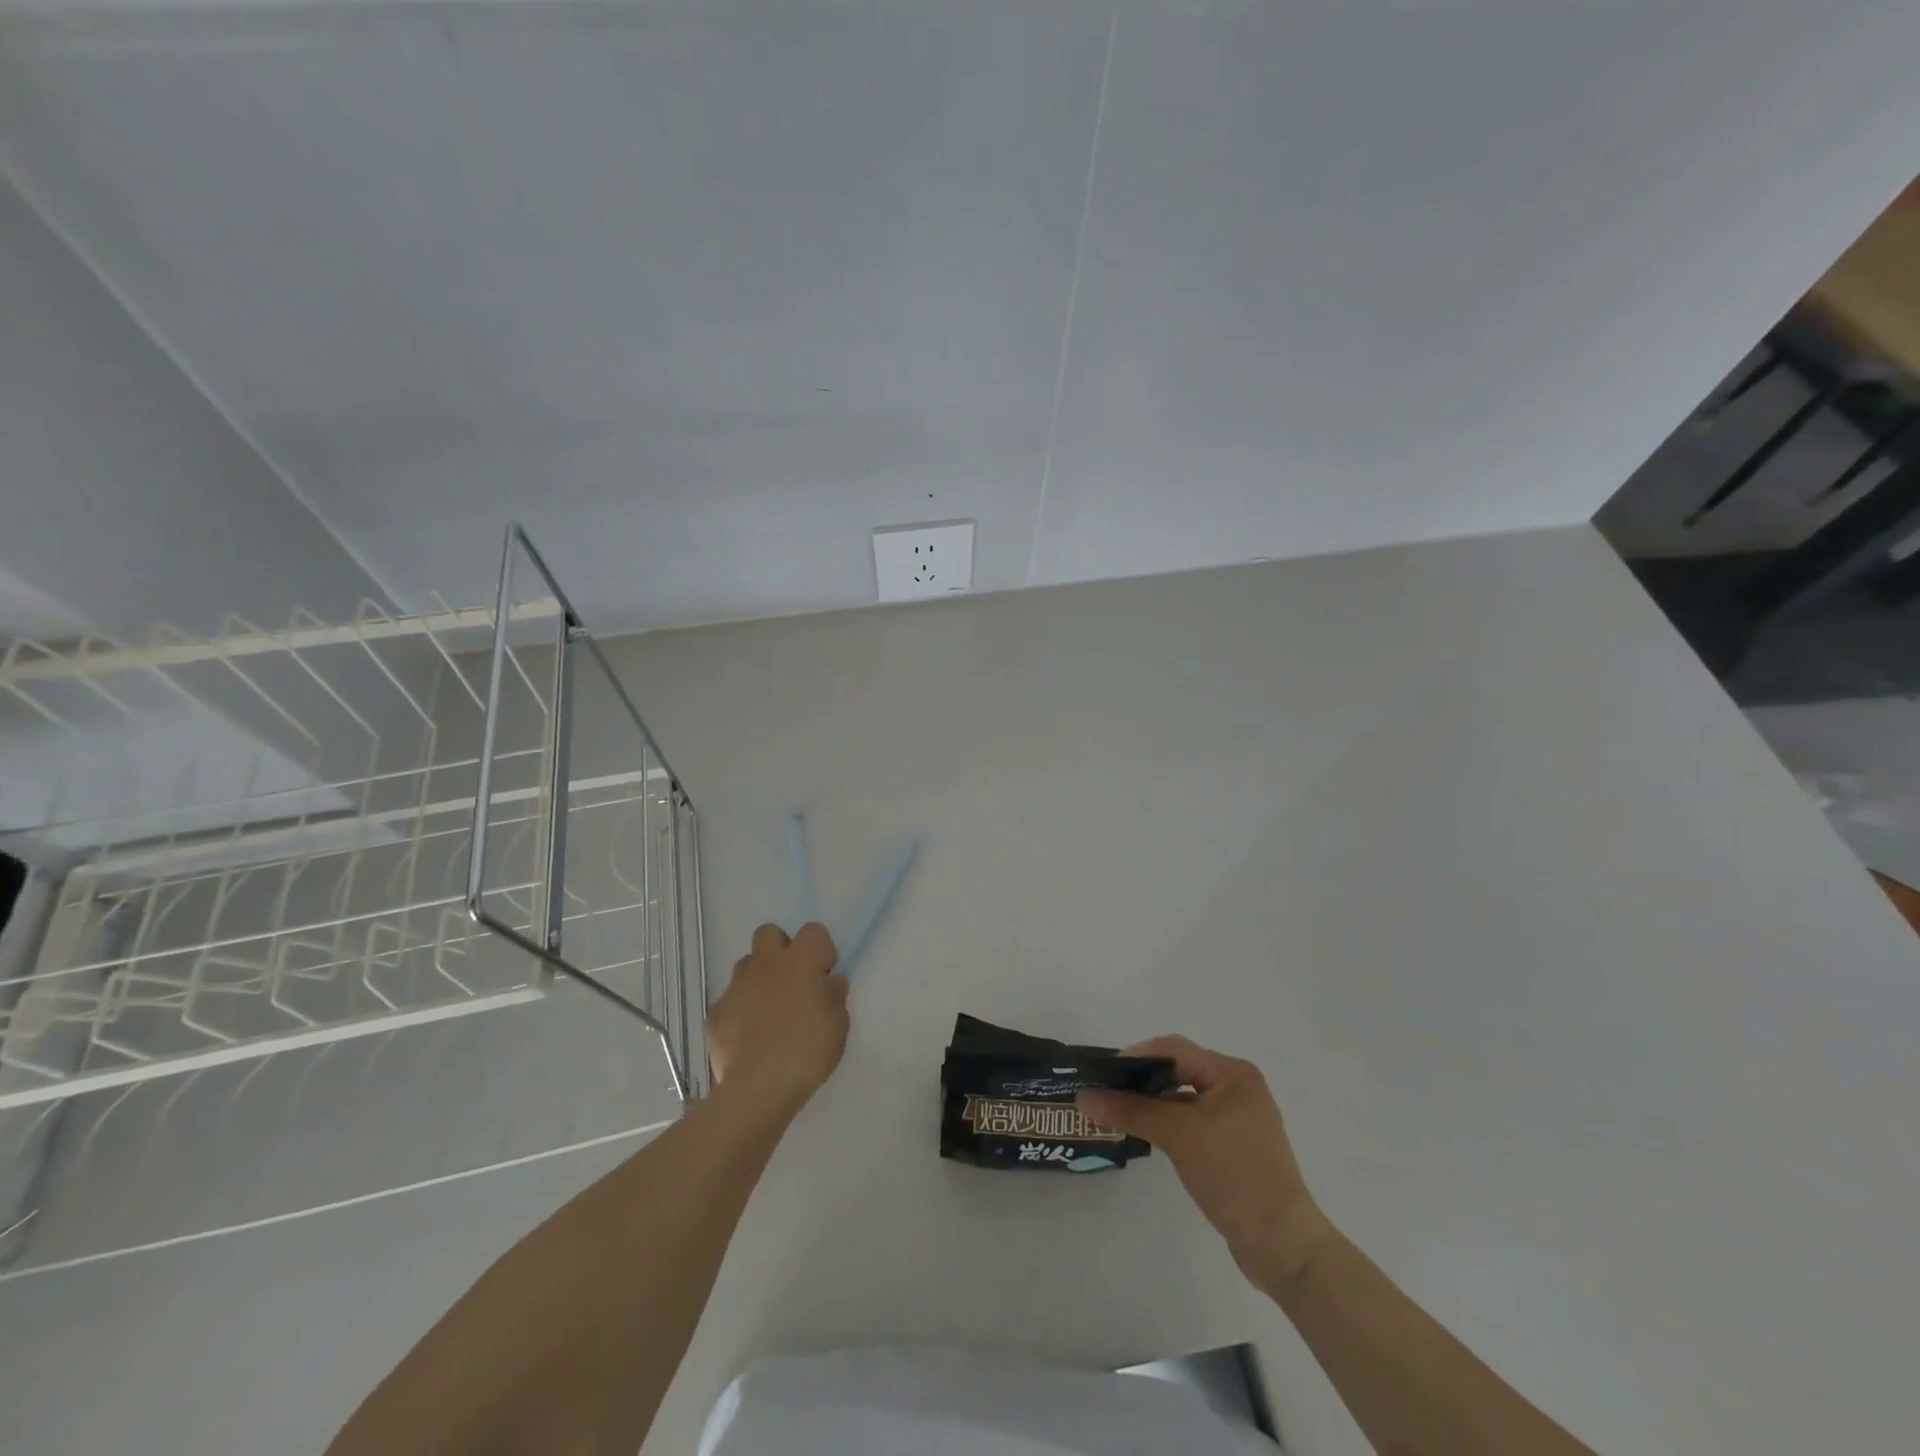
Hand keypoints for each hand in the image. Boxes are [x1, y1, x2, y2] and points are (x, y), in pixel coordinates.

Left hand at [706, 923, 849, 1116]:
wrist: (757, 1089)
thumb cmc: (807, 1052)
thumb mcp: (839, 1025)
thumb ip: (834, 996)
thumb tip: (829, 983)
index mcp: (800, 961)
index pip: (814, 931)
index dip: (821, 949)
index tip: (824, 975)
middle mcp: (765, 964)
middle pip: (770, 933)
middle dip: (781, 949)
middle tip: (792, 981)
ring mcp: (736, 986)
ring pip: (746, 965)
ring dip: (759, 979)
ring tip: (768, 1011)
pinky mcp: (715, 1013)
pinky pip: (730, 1000)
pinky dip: (739, 1011)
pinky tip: (748, 1037)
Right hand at [1078, 1035, 1333, 1285]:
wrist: (1283, 1245)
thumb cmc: (1234, 1175)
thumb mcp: (1178, 1136)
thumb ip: (1130, 1111)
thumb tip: (1084, 1097)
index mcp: (1232, 1073)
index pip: (1174, 1049)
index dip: (1136, 1056)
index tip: (1103, 1073)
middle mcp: (1238, 1087)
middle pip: (1179, 1070)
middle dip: (1141, 1080)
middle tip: (1106, 1093)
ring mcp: (1238, 1118)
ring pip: (1184, 1097)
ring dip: (1152, 1103)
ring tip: (1118, 1113)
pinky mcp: (1235, 1146)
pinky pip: (1193, 1121)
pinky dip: (1168, 1123)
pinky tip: (1145, 1135)